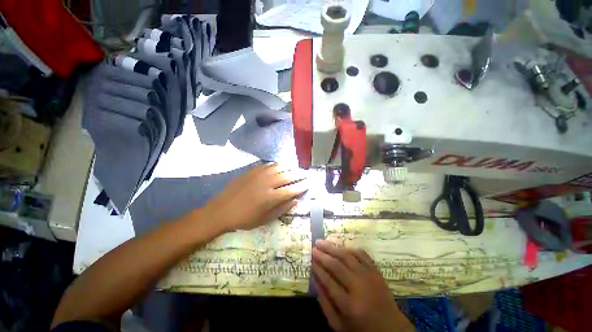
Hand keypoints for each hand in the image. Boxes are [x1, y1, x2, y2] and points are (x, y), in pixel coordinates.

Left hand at [204, 163, 307, 231]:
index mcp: (270, 197)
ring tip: (295, 168)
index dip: (301, 187)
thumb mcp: (264, 219)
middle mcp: (267, 183)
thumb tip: (295, 201)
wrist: (221, 210)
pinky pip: (267, 165)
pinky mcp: (251, 171)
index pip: (291, 190)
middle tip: (305, 174)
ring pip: (278, 167)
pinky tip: (279, 166)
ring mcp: (258, 175)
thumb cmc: (244, 218)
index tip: (308, 184)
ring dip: (289, 167)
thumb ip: (282, 209)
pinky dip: (276, 165)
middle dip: (299, 175)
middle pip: (287, 176)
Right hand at [312, 240, 412, 331]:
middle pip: (337, 266)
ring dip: (333, 248)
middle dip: (323, 255)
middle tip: (314, 247)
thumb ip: (325, 304)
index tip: (311, 259)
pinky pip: (362, 255)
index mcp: (349, 305)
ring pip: (348, 256)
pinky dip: (350, 249)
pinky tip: (341, 247)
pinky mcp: (377, 272)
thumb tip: (314, 280)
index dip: (318, 268)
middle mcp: (359, 287)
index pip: (328, 281)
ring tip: (322, 242)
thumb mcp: (339, 326)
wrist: (392, 329)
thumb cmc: (362, 329)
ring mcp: (370, 277)